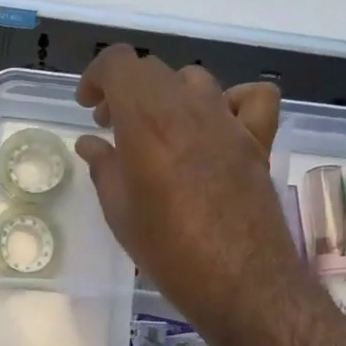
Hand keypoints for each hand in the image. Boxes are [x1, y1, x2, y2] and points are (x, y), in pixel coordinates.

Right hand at [75, 47, 304, 341]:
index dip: (98, 76)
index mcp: (147, 120)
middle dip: (126, 90)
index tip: (88, 107)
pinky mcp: (258, 141)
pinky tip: (217, 127)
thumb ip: (104, 168)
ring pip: (195, 80)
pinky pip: (251, 98)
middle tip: (112, 126)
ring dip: (169, 95)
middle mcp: (189, 108)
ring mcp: (228, 121)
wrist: (240, 281)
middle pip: (154, 71)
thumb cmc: (168, 251)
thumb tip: (91, 143)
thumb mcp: (120, 213)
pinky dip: (231, 101)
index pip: (119, 64)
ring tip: (158, 129)